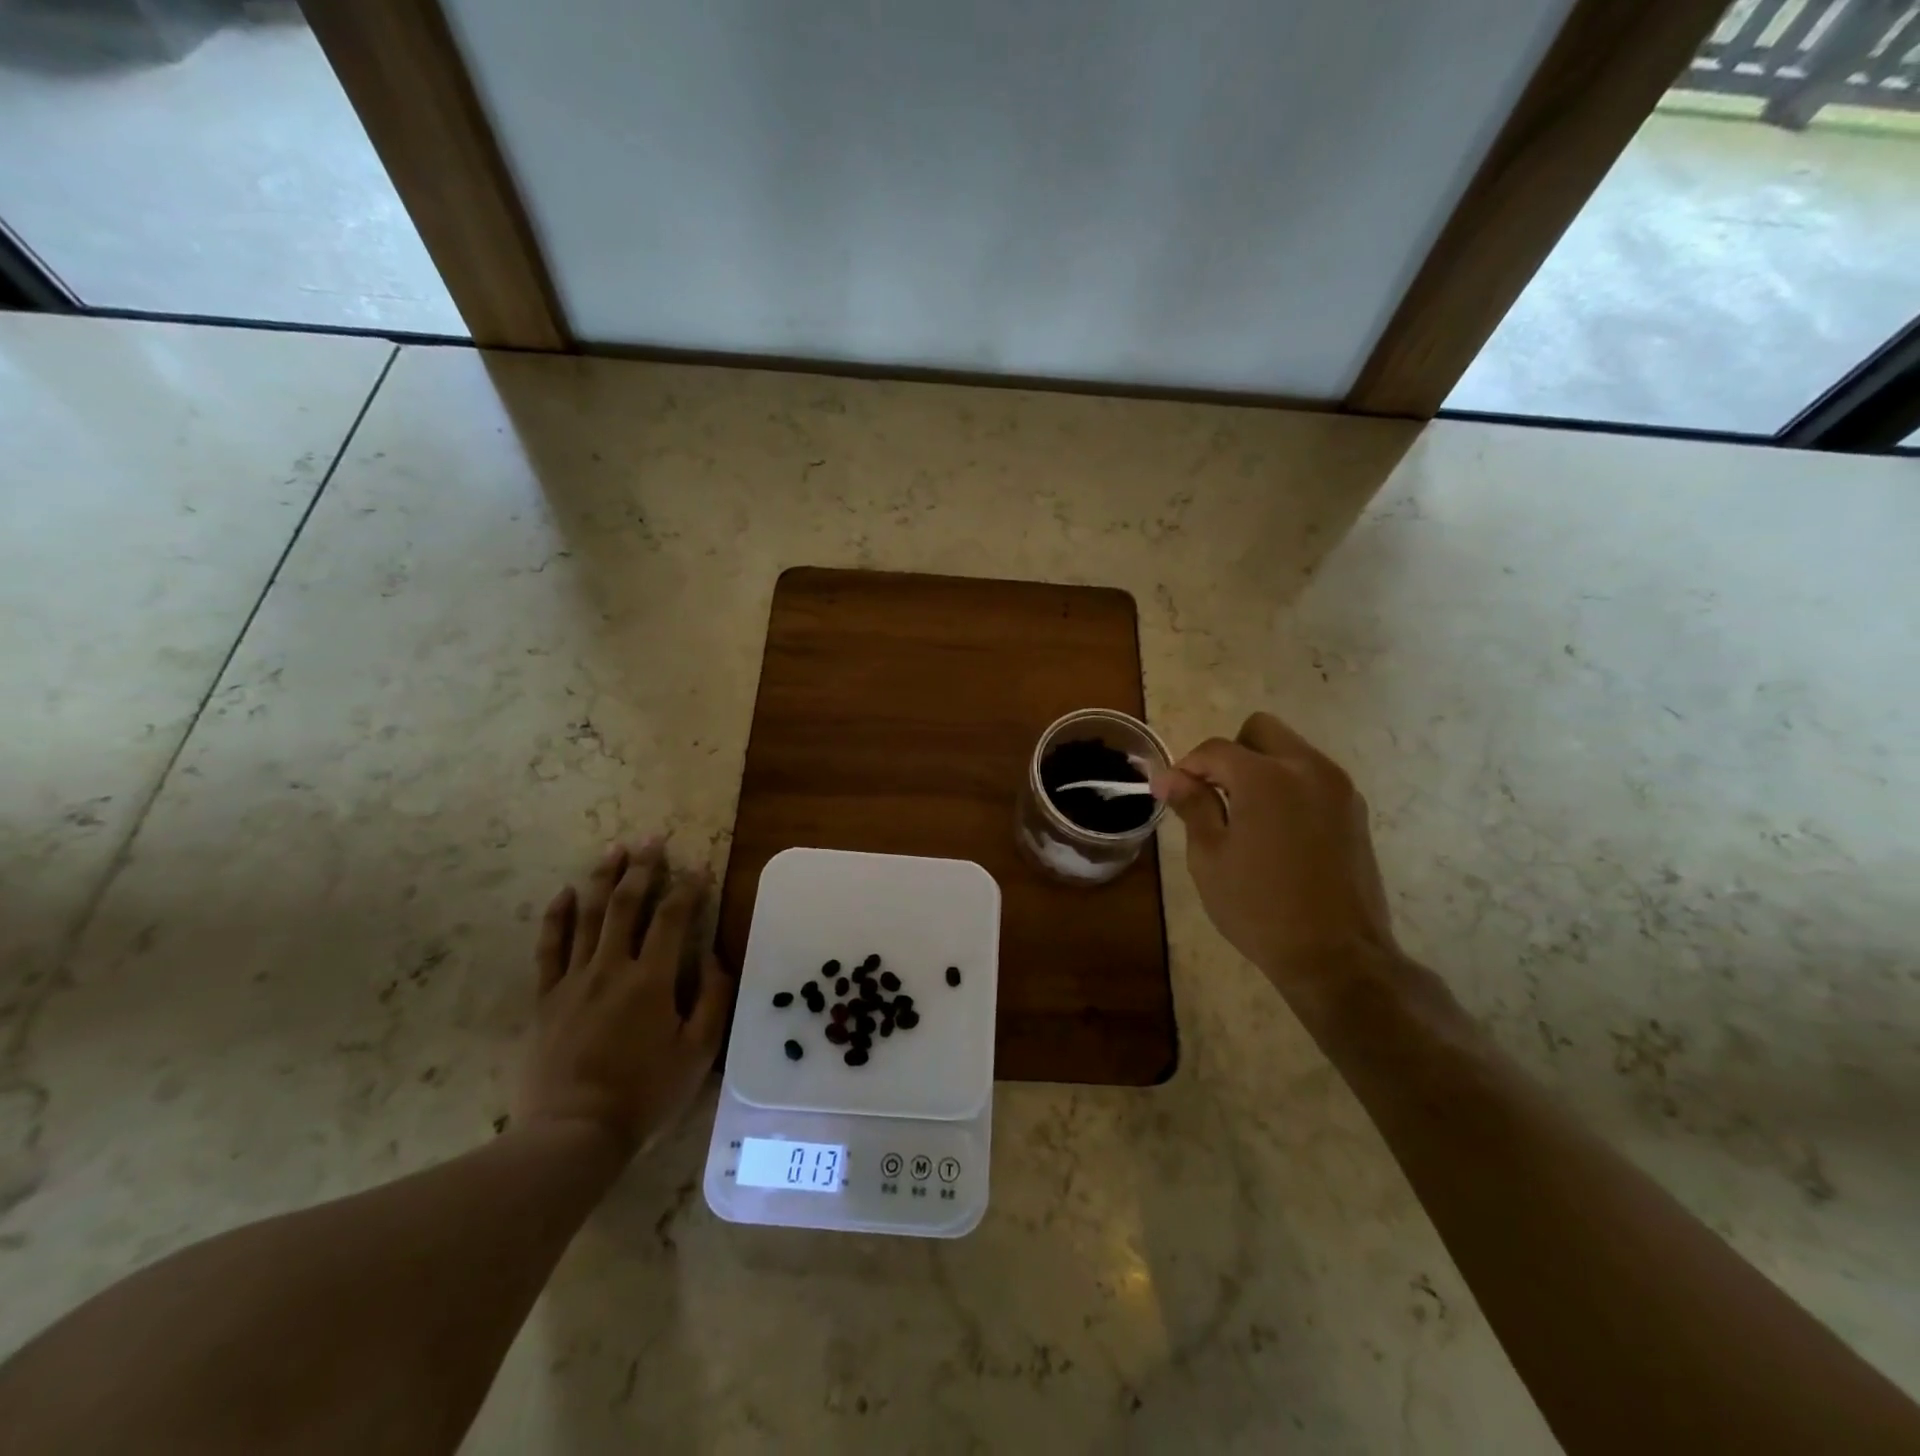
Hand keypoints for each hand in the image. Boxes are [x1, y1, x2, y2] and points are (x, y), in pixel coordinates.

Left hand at [516, 837, 733, 1156]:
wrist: (573, 1134)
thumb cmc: (644, 1093)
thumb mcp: (698, 1052)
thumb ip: (713, 999)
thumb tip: (714, 957)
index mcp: (652, 979)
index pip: (673, 918)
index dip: (688, 888)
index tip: (699, 868)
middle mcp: (611, 968)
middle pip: (627, 904)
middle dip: (642, 867)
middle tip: (652, 838)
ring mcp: (573, 980)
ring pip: (588, 916)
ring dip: (602, 878)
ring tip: (614, 849)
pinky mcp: (546, 998)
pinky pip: (549, 948)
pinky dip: (556, 917)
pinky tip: (565, 893)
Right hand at [1155, 713, 1399, 997]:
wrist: (1336, 955)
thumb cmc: (1259, 908)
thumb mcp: (1210, 858)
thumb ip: (1193, 806)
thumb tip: (1170, 777)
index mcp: (1266, 778)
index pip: (1216, 749)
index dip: (1188, 766)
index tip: (1173, 792)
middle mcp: (1308, 769)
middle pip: (1261, 730)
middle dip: (1231, 754)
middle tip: (1215, 795)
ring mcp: (1338, 787)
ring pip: (1291, 750)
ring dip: (1261, 767)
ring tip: (1245, 815)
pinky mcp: (1355, 809)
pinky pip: (1312, 775)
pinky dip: (1288, 785)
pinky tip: (1277, 830)